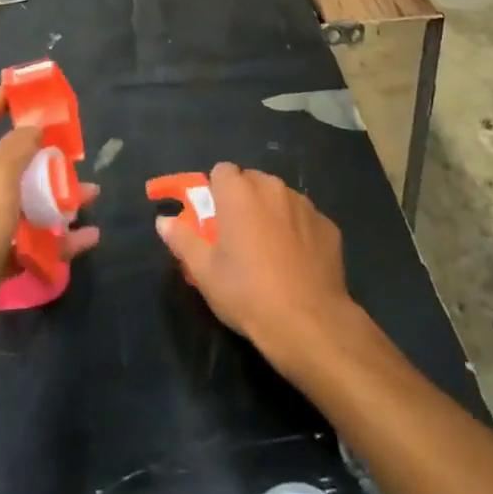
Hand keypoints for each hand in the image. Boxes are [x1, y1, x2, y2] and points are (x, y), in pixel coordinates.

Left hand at [0, 87, 99, 383]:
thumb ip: (18, 147)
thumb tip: (34, 125)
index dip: (5, 99)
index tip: (39, 91)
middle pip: (9, 160)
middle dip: (45, 154)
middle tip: (80, 152)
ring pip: (24, 202)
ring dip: (58, 198)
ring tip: (93, 196)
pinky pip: (30, 242)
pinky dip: (58, 240)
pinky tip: (88, 241)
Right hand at [154, 163, 353, 367]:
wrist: (308, 322)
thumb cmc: (247, 293)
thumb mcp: (204, 272)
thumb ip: (182, 239)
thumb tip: (164, 220)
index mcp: (239, 192)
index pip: (222, 171)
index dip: (216, 192)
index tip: (214, 219)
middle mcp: (273, 188)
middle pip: (252, 181)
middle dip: (244, 200)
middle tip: (238, 236)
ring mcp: (304, 205)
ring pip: (280, 198)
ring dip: (271, 212)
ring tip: (269, 250)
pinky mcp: (328, 224)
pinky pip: (304, 218)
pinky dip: (298, 230)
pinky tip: (296, 262)